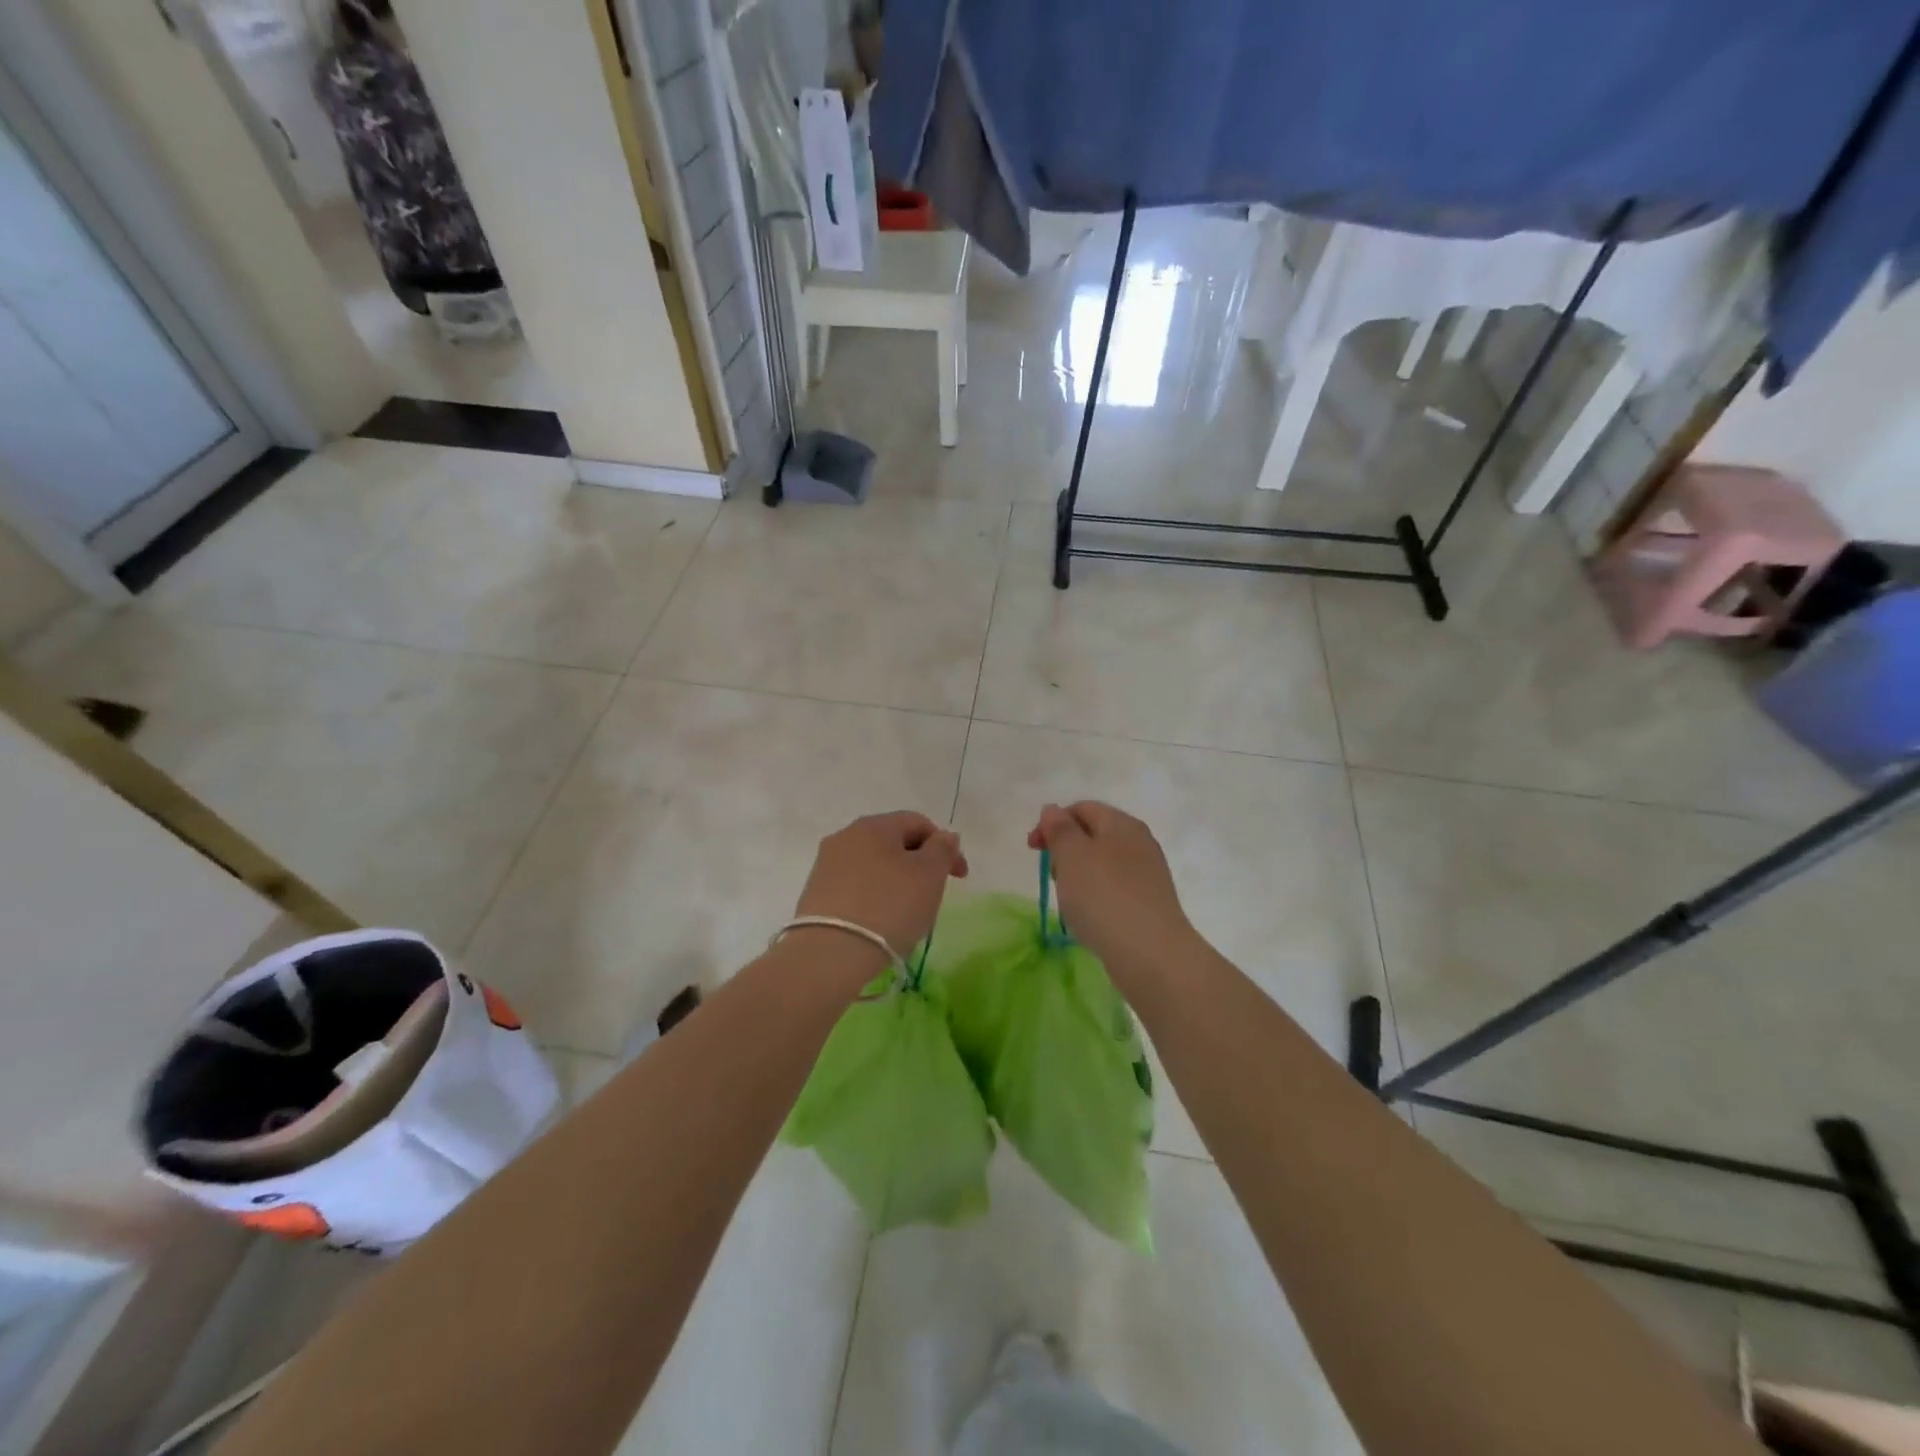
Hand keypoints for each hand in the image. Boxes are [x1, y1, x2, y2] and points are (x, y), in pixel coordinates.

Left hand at [794, 811, 968, 961]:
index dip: (945, 845)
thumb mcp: (929, 875)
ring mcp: (826, 865)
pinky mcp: (814, 894)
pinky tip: (880, 921)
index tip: (959, 877)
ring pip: (873, 865)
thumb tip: (944, 837)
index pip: (918, 822)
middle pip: (892, 842)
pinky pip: (855, 886)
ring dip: (895, 880)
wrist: (830, 954)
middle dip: (919, 863)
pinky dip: (873, 897)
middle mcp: (845, 836)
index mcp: (874, 825)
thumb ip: (942, 849)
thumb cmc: (889, 907)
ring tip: (907, 911)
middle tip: (934, 893)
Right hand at [1028, 802, 1195, 985]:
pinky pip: (1113, 890)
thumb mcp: (1072, 856)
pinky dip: (1096, 897)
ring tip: (1069, 902)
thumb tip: (1052, 810)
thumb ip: (1059, 829)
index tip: (1033, 849)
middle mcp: (1139, 842)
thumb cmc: (1104, 897)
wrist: (1151, 955)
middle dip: (1065, 851)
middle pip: (1093, 835)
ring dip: (1079, 877)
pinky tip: (1089, 919)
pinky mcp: (1149, 903)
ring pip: (1102, 864)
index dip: (1052, 822)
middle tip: (1052, 876)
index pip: (1082, 808)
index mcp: (1122, 823)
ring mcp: (1147, 874)